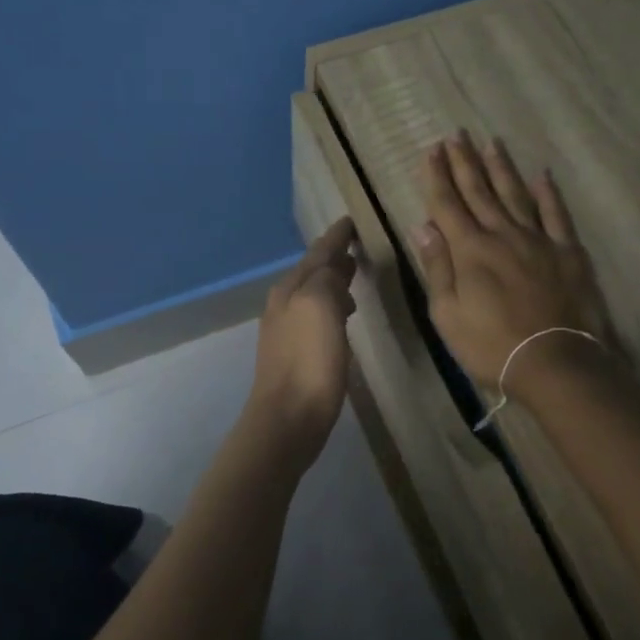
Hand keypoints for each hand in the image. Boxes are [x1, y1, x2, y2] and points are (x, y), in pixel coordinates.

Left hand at [246, 217, 357, 453]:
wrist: (288, 418)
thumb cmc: (309, 360)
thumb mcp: (321, 307)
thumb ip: (328, 278)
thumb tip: (335, 269)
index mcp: (291, 288)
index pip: (318, 252)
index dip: (336, 237)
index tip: (350, 221)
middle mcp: (284, 303)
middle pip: (312, 271)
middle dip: (332, 257)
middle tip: (354, 248)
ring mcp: (286, 330)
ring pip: (312, 294)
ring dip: (332, 282)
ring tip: (352, 279)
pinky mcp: (294, 354)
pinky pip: (314, 316)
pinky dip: (330, 307)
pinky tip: (342, 318)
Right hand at [415, 134, 615, 398]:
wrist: (555, 363)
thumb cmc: (492, 346)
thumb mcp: (448, 315)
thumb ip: (437, 267)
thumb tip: (424, 225)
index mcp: (470, 250)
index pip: (447, 204)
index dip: (437, 176)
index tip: (432, 150)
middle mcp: (502, 234)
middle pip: (479, 191)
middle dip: (465, 162)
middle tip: (456, 134)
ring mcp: (538, 240)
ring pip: (515, 194)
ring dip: (501, 168)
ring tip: (491, 143)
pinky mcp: (567, 252)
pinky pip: (556, 215)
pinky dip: (548, 193)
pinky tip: (542, 175)